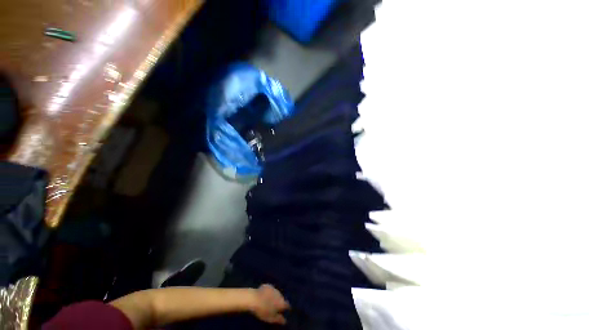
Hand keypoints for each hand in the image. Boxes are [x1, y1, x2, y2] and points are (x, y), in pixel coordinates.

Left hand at [250, 284, 289, 324]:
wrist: (254, 298)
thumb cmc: (263, 310)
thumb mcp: (271, 318)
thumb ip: (279, 319)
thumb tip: (285, 321)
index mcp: (282, 302)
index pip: (287, 305)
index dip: (286, 308)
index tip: (284, 311)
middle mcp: (280, 294)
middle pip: (281, 298)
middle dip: (279, 302)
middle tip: (274, 307)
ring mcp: (274, 288)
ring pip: (276, 293)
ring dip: (274, 297)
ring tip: (269, 301)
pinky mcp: (268, 285)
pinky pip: (270, 290)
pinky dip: (269, 293)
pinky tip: (264, 296)